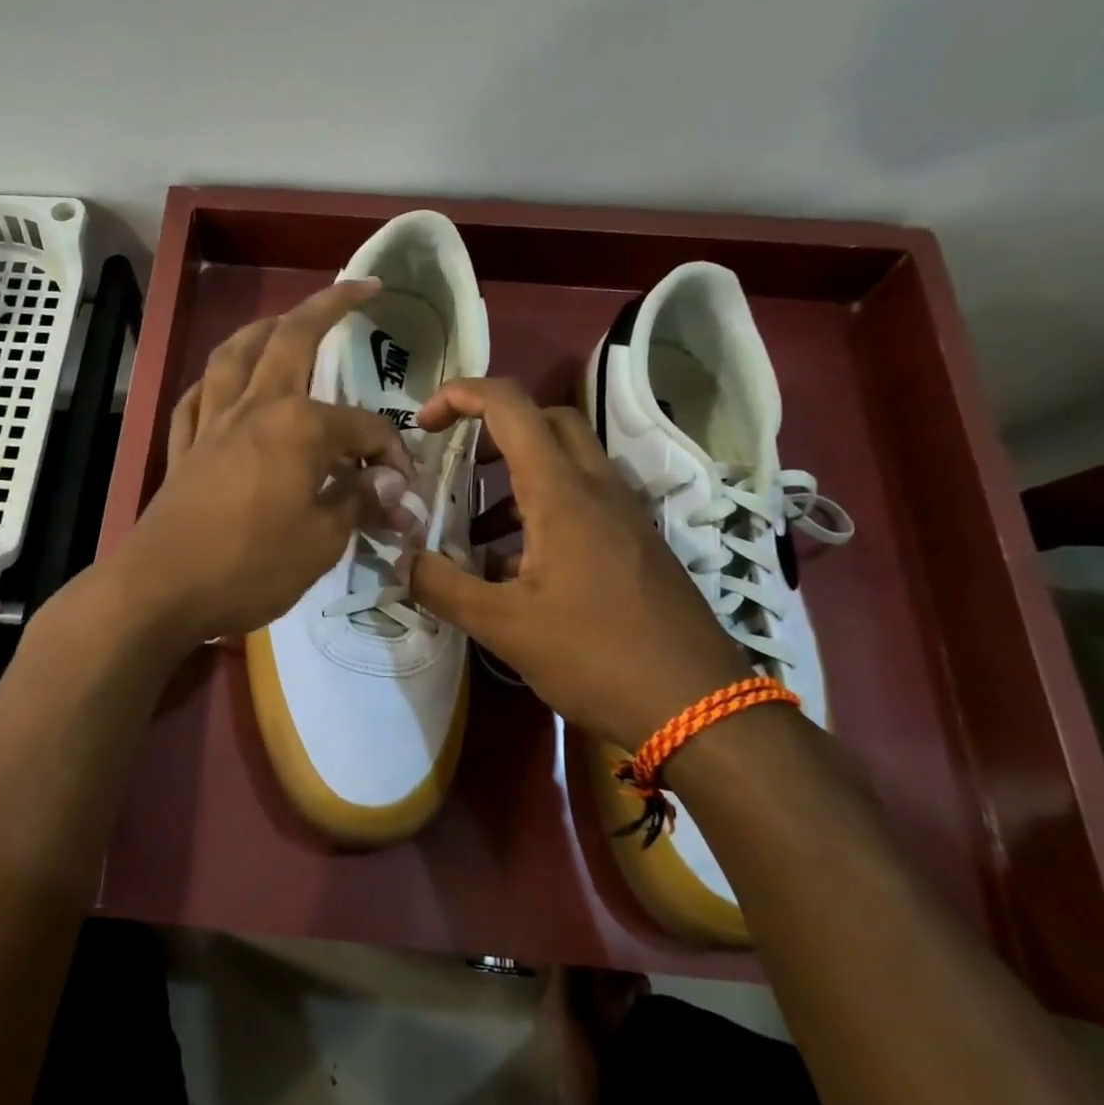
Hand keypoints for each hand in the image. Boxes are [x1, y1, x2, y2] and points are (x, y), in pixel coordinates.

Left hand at [108, 281, 411, 650]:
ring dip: (261, 329)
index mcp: (297, 426)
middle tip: (357, 287)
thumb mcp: (322, 541)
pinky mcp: (182, 450)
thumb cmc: (251, 565)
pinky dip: (212, 384)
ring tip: (281, 319)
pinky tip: (220, 385)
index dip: (390, 455)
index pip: (362, 428)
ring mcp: (211, 425)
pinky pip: (196, 400)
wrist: (162, 590)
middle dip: (328, 306)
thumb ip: (359, 502)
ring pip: (234, 356)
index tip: (404, 492)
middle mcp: (254, 408)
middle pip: (291, 341)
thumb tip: (394, 485)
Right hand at [408, 378, 750, 745]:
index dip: (460, 396)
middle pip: (545, 421)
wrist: (700, 708)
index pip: (510, 406)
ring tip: (473, 532)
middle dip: (493, 429)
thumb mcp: (504, 627)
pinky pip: (583, 504)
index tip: (422, 424)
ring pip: (566, 464)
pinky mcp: (635, 545)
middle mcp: (598, 489)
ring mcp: (623, 516)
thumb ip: (443, 588)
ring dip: (515, 479)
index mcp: (562, 492)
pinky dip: (541, 514)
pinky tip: (516, 572)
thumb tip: (402, 563)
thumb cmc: (597, 656)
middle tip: (456, 464)